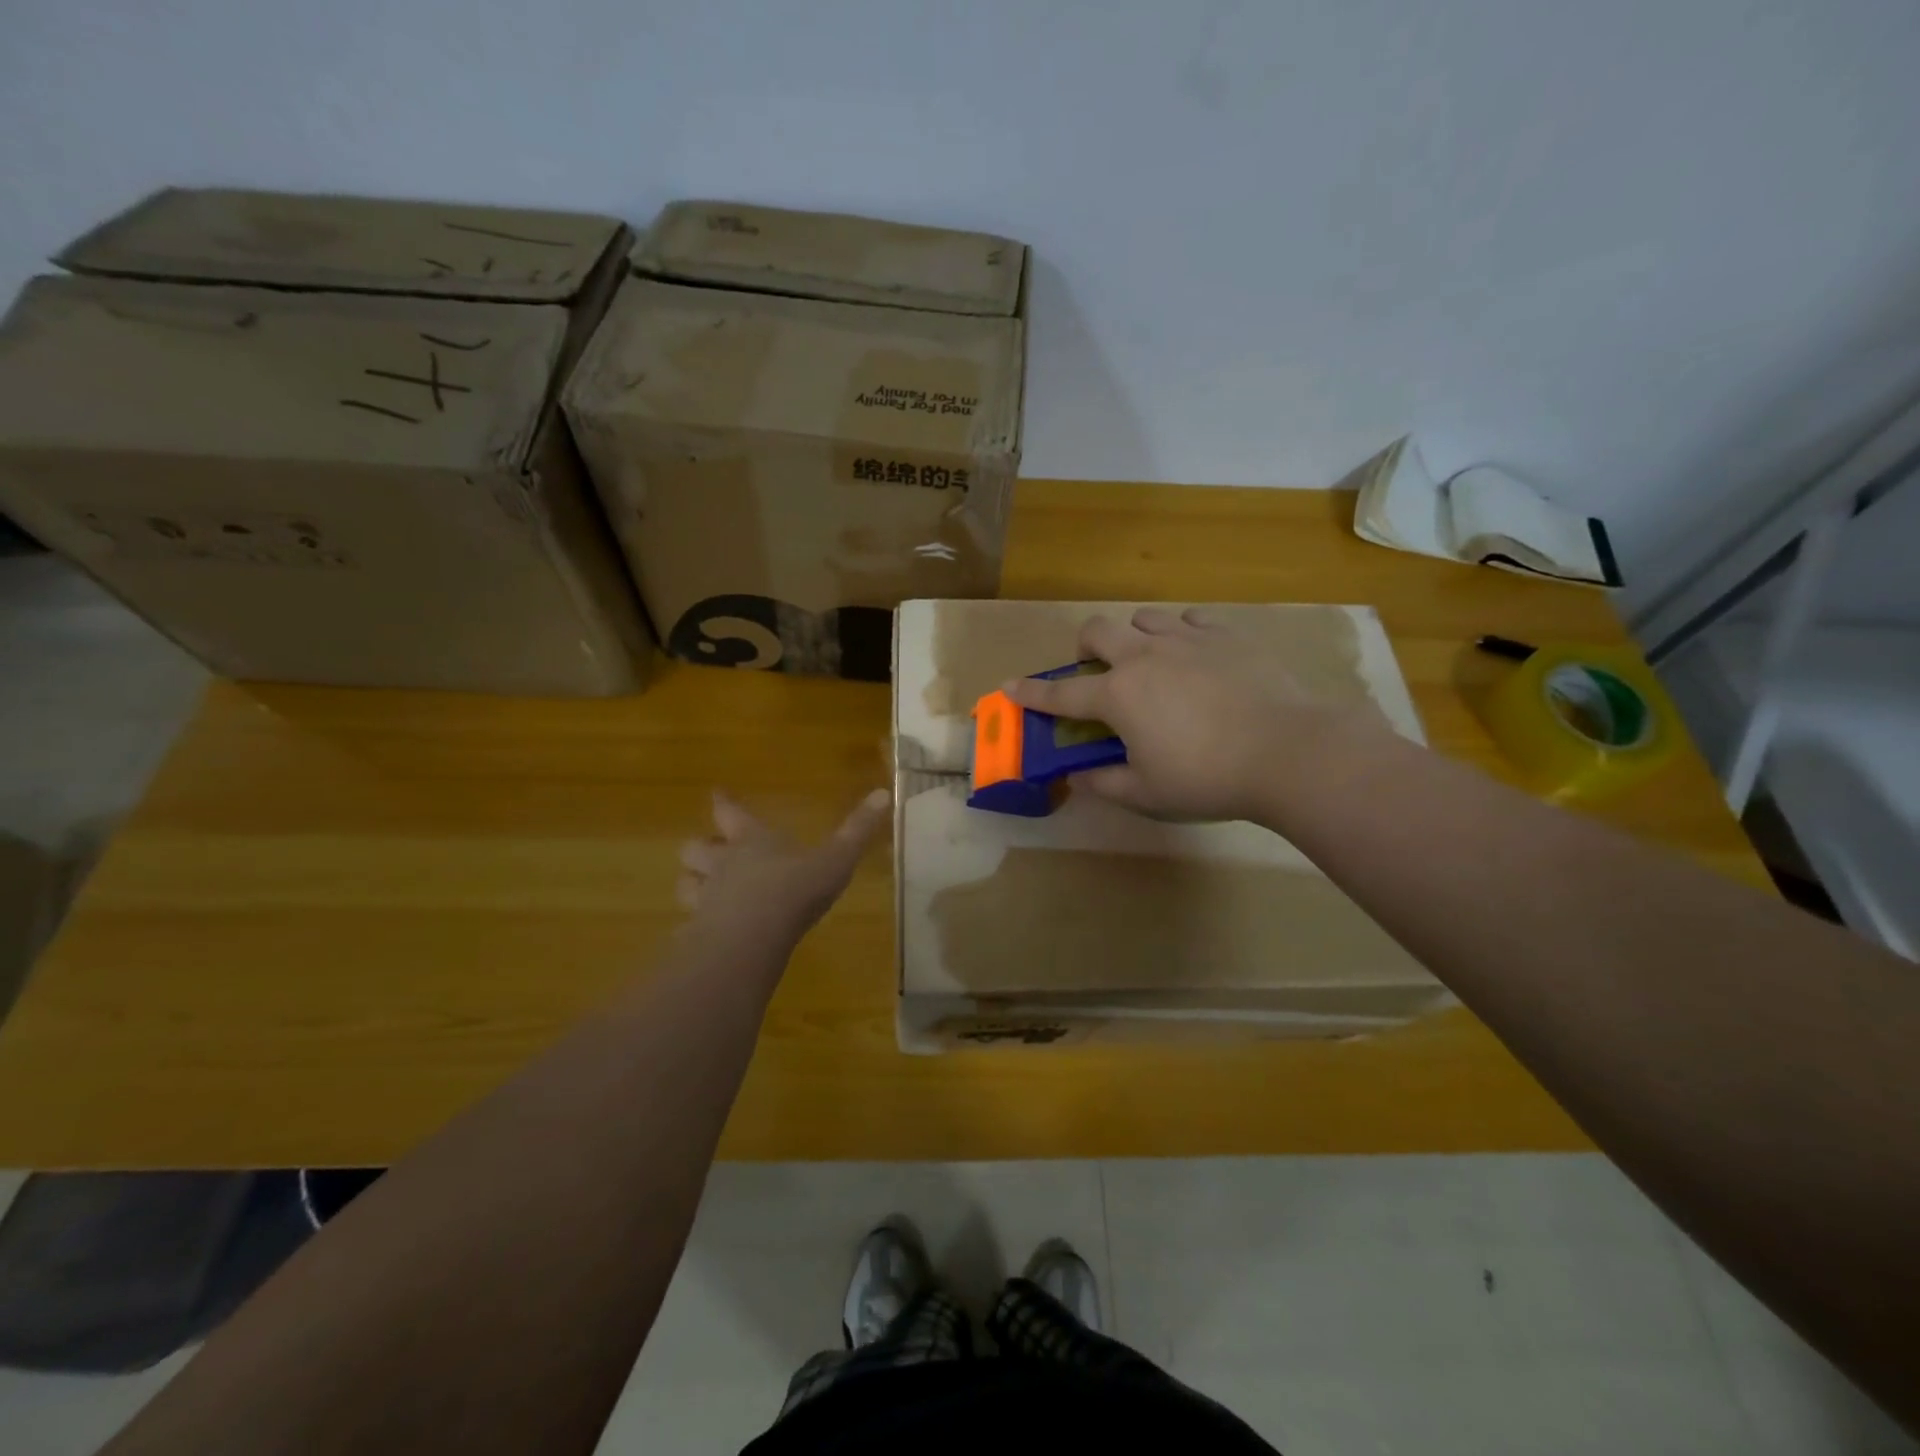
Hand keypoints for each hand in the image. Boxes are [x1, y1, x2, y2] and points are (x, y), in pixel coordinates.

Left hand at [675, 789, 889, 950]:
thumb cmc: (796, 889)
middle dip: (701, 847)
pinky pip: (689, 925)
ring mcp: (707, 899)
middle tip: (708, 850)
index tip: (716, 793)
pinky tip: (703, 936)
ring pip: (686, 884)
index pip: (731, 813)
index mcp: (753, 841)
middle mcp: (723, 864)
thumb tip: (884, 793)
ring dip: (692, 883)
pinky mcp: (700, 932)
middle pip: (695, 848)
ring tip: (700, 889)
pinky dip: (694, 927)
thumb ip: (857, 830)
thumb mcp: (836, 859)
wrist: (754, 937)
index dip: (724, 803)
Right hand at [1004, 607, 1387, 822]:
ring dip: (1134, 636)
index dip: (1031, 692)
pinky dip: (1181, 633)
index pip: (1061, 693)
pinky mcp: (1227, 635)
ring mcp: (1187, 640)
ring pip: (1144, 617)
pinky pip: (1191, 619)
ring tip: (1150, 661)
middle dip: (1085, 647)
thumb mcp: (1147, 794)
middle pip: (1098, 631)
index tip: (1009, 687)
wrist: (1288, 751)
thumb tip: (1077, 777)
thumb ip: (1104, 784)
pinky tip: (1194, 655)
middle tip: (1096, 670)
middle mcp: (1144, 657)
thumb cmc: (1207, 778)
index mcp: (1118, 695)